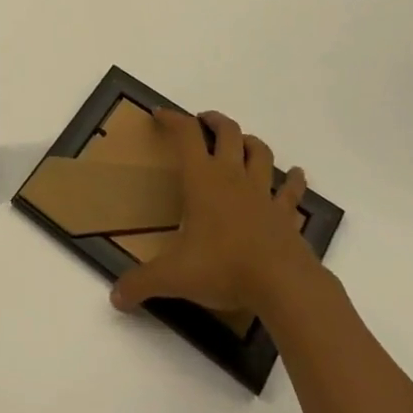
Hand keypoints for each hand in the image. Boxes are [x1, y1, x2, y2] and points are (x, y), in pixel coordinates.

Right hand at [110, 109, 321, 316]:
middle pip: (228, 132)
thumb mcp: (174, 276)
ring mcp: (263, 193)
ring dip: (250, 142)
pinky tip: (297, 176)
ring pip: (260, 153)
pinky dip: (294, 180)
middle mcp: (232, 176)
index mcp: (202, 179)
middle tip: (204, 120)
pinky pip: (291, 191)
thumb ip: (142, 283)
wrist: (284, 285)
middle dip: (215, 121)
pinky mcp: (286, 214)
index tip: (160, 114)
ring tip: (242, 142)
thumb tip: (115, 298)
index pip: (186, 135)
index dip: (172, 119)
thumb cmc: (224, 267)